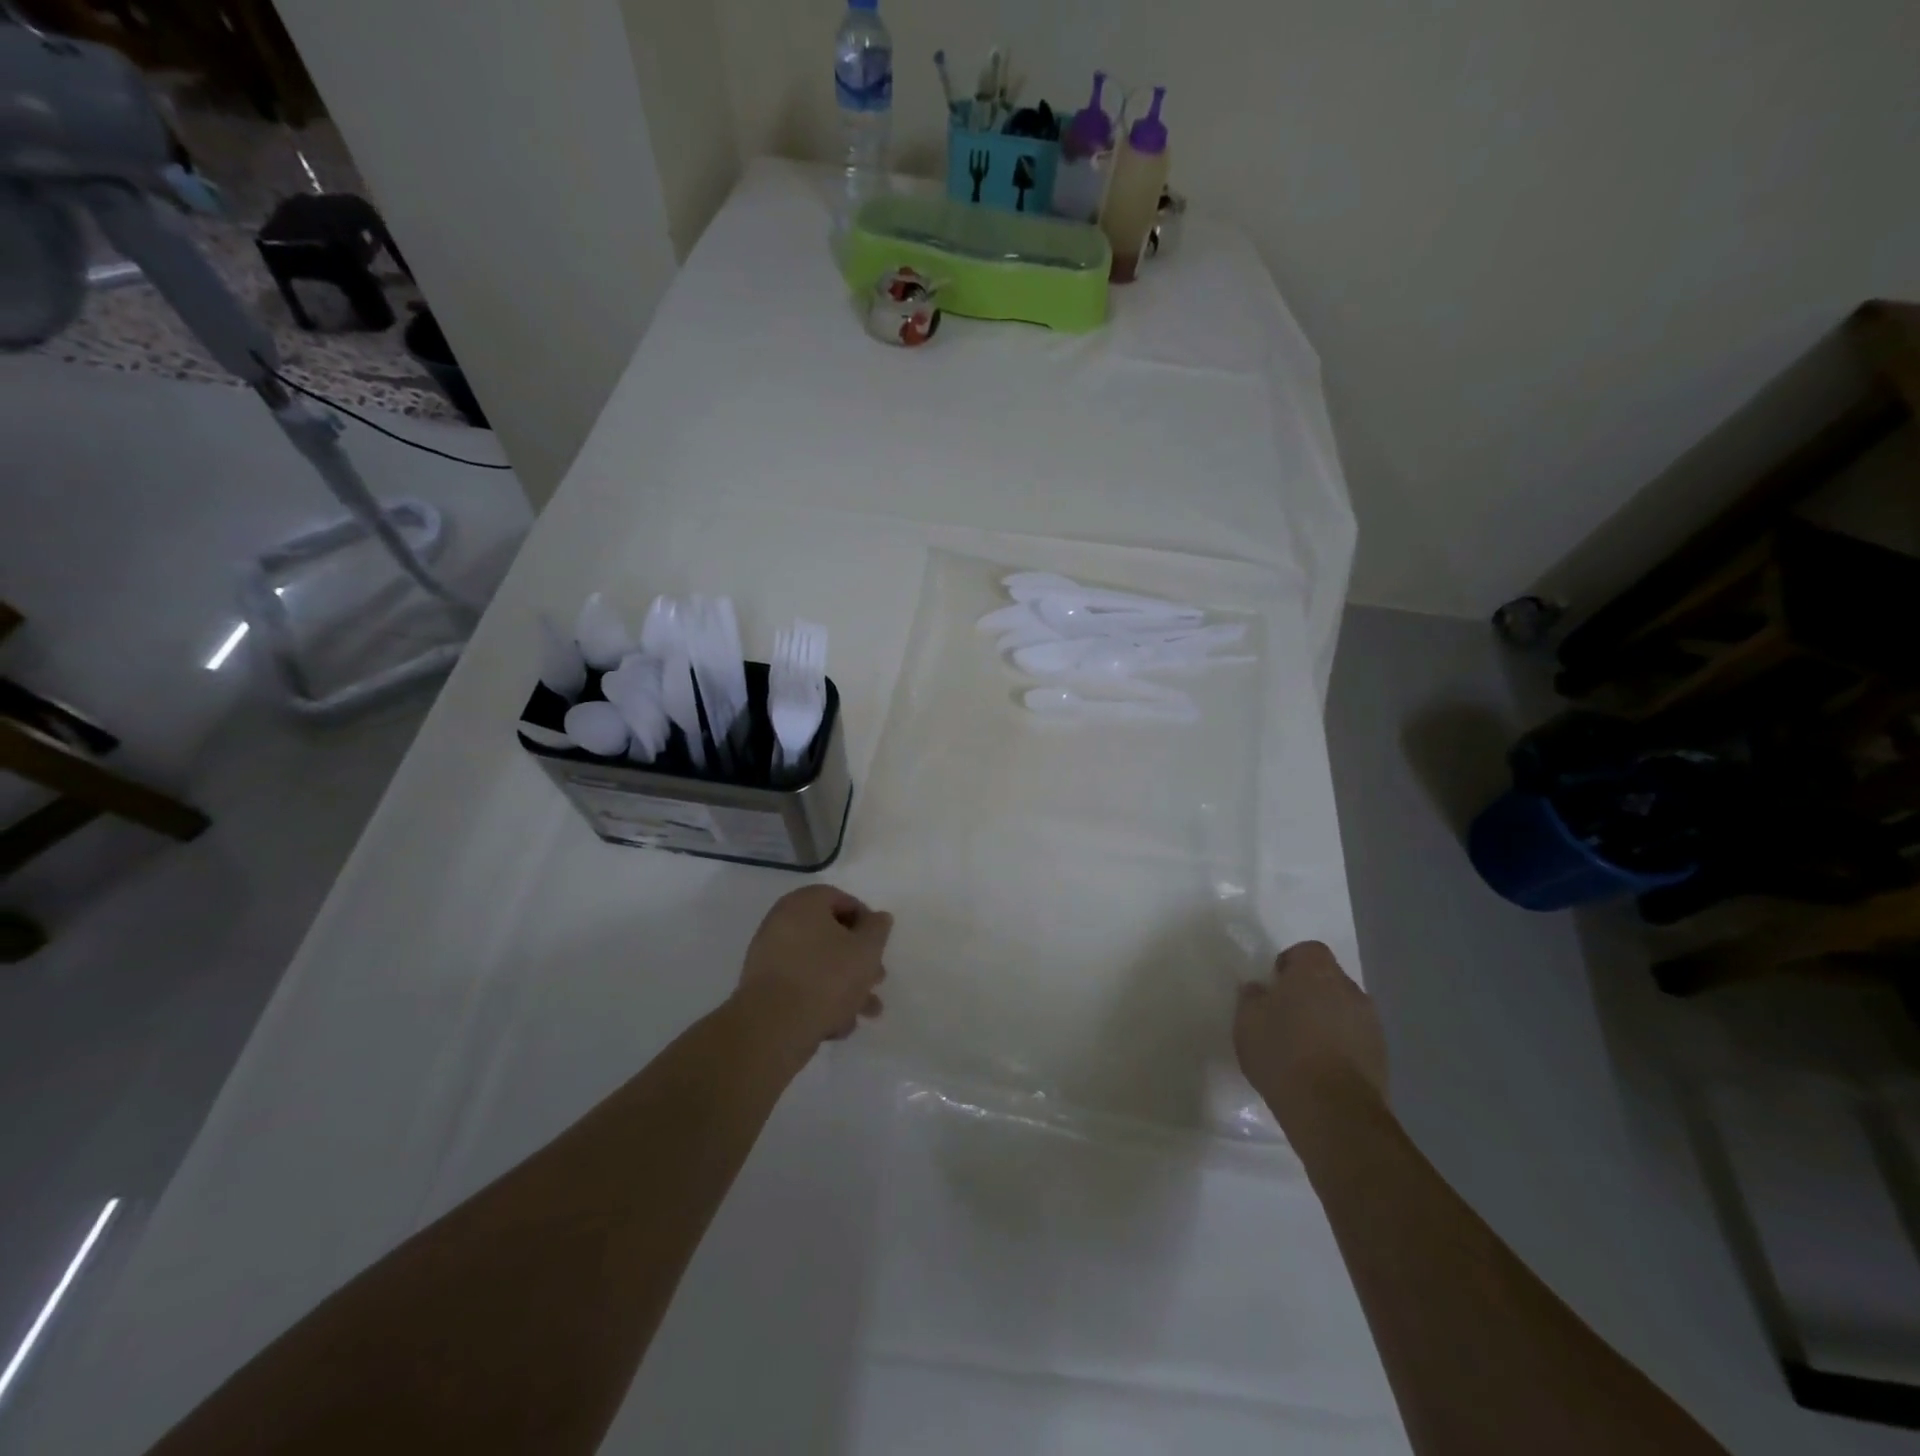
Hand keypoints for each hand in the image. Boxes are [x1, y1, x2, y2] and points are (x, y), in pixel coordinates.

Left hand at [733, 885, 889, 1061]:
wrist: (774, 1027)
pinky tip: (838, 1025)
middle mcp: (781, 923)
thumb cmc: (827, 977)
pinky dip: (820, 999)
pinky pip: (799, 986)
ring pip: (817, 965)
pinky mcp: (763, 989)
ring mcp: (768, 956)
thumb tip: (878, 918)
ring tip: (866, 1012)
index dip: (866, 921)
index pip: (841, 900)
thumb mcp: (866, 949)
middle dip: (858, 960)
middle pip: (830, 936)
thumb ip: (877, 929)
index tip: (880, 945)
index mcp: (804, 904)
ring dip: (845, 986)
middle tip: (877, 979)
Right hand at [1234, 941, 1387, 1141]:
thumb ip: (1252, 997)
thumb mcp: (1247, 1020)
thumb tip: (1259, 989)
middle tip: (1285, 1016)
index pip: (1308, 950)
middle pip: (1328, 980)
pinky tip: (1321, 1068)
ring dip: (1327, 1020)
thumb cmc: (1283, 1052)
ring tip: (1303, 1046)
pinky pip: (1355, 1039)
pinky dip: (1341, 1046)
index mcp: (1316, 972)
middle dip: (1309, 993)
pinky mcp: (1382, 1057)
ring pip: (1344, 1010)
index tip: (1274, 985)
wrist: (1332, 1110)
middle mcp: (1350, 990)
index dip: (1290, 963)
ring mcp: (1371, 1024)